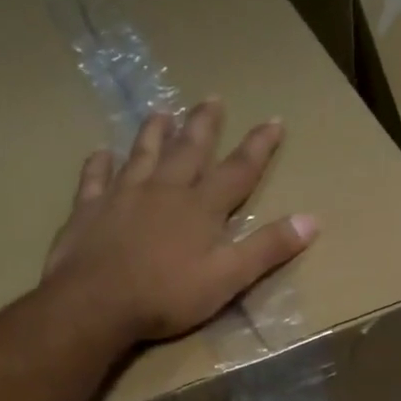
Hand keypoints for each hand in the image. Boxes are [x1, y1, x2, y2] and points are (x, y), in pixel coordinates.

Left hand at [43, 101, 317, 341]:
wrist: (96, 303)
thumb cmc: (167, 295)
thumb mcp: (229, 278)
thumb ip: (267, 248)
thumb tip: (311, 220)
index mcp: (201, 208)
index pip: (238, 170)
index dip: (258, 146)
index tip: (273, 120)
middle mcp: (164, 190)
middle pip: (188, 150)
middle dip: (204, 125)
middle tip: (213, 98)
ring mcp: (123, 195)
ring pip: (142, 154)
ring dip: (154, 132)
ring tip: (162, 111)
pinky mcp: (89, 209)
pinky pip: (95, 178)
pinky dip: (100, 164)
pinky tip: (100, 153)